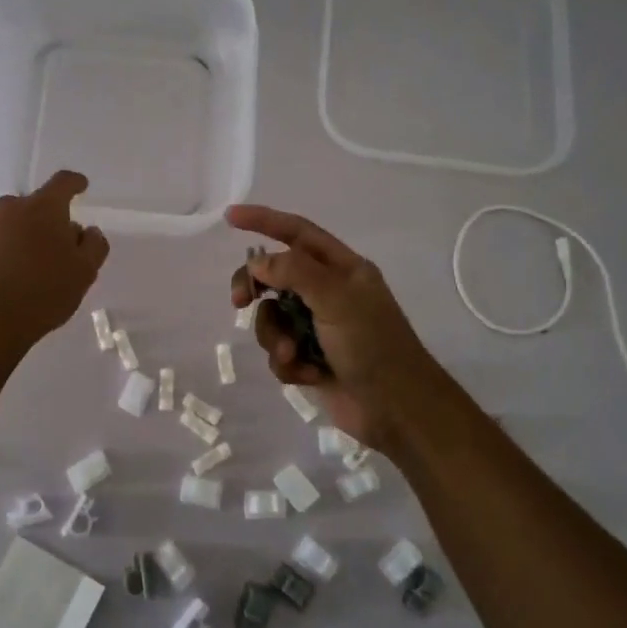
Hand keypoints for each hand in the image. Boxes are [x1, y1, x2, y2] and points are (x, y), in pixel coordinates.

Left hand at [0, 171, 109, 355]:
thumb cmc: (43, 292)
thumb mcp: (84, 272)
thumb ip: (93, 246)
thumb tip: (87, 231)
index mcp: (43, 208)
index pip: (63, 182)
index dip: (75, 183)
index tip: (81, 187)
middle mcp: (9, 209)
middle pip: (33, 206)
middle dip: (46, 220)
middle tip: (56, 247)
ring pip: (8, 226)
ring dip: (20, 238)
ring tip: (28, 269)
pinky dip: (0, 255)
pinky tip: (5, 281)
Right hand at [226, 204, 439, 446]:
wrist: (396, 410)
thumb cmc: (373, 345)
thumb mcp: (337, 298)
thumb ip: (295, 272)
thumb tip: (257, 261)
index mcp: (342, 269)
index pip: (297, 232)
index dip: (264, 221)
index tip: (230, 217)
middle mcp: (327, 293)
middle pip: (274, 276)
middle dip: (255, 287)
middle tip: (239, 301)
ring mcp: (317, 327)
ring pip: (271, 318)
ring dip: (276, 337)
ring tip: (294, 355)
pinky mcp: (309, 359)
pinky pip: (279, 352)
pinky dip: (288, 364)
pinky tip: (308, 375)